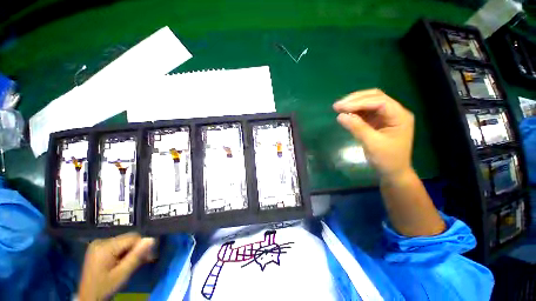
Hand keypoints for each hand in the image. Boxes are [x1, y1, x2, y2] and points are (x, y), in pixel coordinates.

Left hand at [78, 232, 155, 300]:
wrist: (88, 296)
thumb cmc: (105, 287)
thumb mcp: (122, 274)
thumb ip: (136, 256)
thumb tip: (152, 239)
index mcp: (105, 247)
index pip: (132, 237)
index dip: (142, 245)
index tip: (148, 257)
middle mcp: (101, 240)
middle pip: (128, 238)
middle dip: (136, 248)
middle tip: (143, 260)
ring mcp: (98, 243)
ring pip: (124, 241)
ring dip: (131, 251)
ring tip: (133, 262)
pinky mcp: (98, 247)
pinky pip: (117, 245)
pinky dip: (123, 252)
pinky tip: (124, 261)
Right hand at [333, 89, 414, 179]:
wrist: (393, 172)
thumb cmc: (387, 159)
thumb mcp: (372, 144)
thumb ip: (357, 128)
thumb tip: (340, 116)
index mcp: (400, 116)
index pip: (379, 101)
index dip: (359, 102)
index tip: (341, 107)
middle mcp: (395, 112)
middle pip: (375, 97)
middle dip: (355, 100)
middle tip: (337, 105)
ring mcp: (386, 116)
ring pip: (369, 102)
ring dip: (354, 104)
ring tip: (339, 108)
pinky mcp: (378, 121)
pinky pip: (366, 112)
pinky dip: (355, 111)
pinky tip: (346, 113)